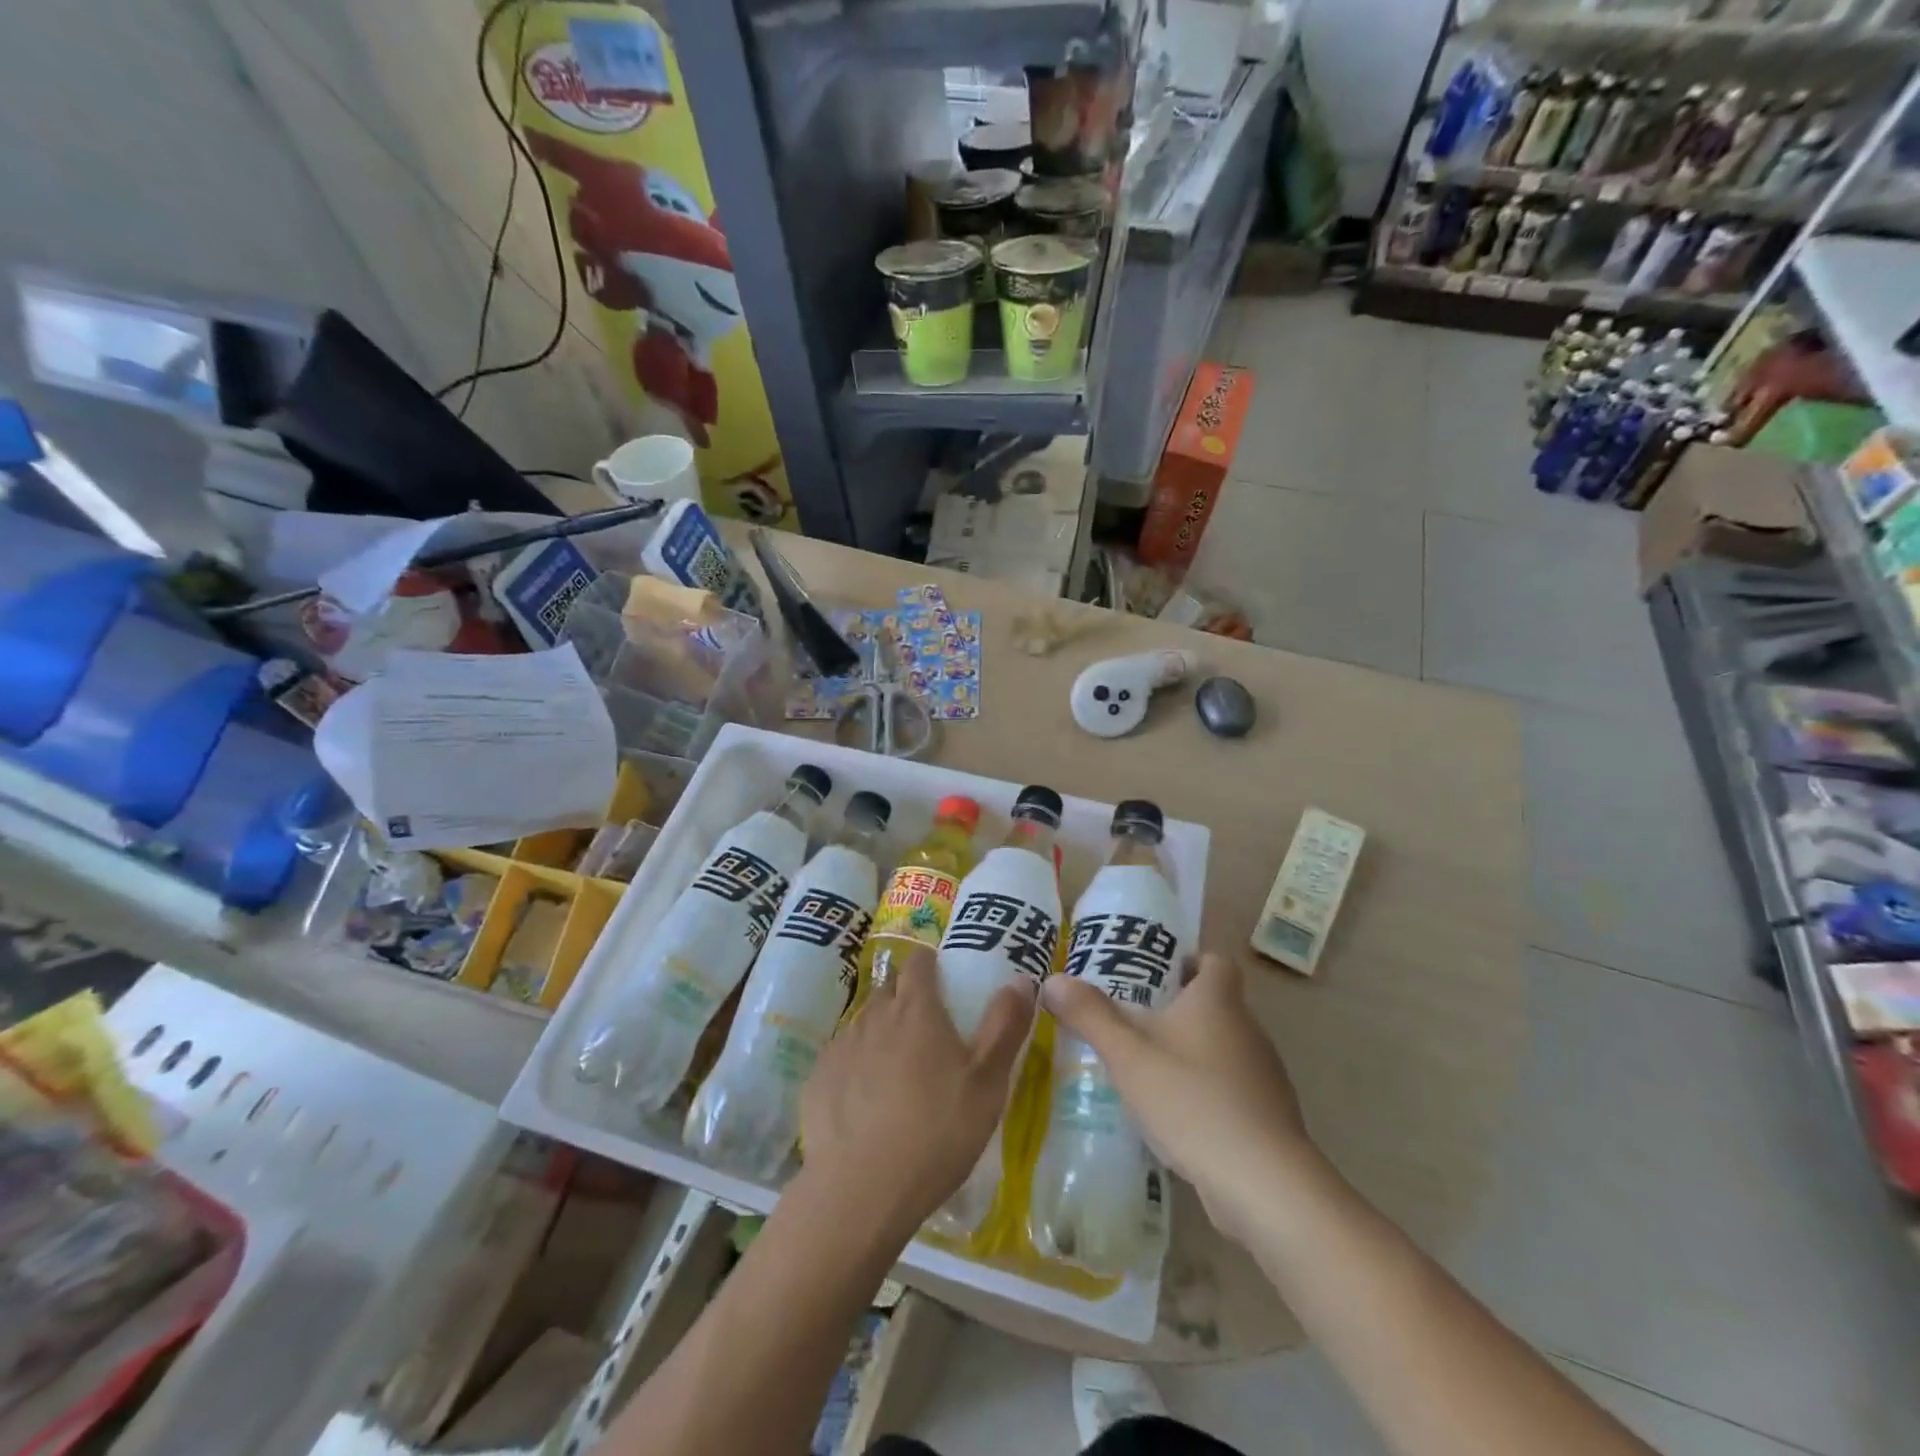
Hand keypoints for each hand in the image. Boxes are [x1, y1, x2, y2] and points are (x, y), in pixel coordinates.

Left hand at [801, 947, 1029, 1238]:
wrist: (860, 1191)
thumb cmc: (937, 1132)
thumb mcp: (988, 1083)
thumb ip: (1005, 1026)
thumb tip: (1020, 979)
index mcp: (916, 1009)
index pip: (919, 963)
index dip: (930, 965)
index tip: (941, 979)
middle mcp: (874, 1016)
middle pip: (889, 990)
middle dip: (906, 997)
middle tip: (926, 1028)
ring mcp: (841, 1046)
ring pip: (864, 1023)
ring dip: (881, 1032)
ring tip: (898, 1068)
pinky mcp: (818, 1079)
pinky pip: (841, 1058)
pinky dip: (855, 1066)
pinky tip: (865, 1100)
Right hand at [1041, 952, 1316, 1244]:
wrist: (1263, 1183)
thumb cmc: (1192, 1100)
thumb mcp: (1128, 1055)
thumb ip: (1090, 1015)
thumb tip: (1053, 980)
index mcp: (1218, 1001)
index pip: (1214, 961)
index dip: (1188, 960)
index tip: (1154, 974)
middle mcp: (1247, 1028)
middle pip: (1214, 1004)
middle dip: (1176, 1009)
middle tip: (1131, 1020)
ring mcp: (1263, 1074)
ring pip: (1221, 1047)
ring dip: (1189, 1052)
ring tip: (1145, 1068)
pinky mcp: (1267, 1116)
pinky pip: (1230, 1087)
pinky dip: (1205, 1091)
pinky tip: (1175, 1115)